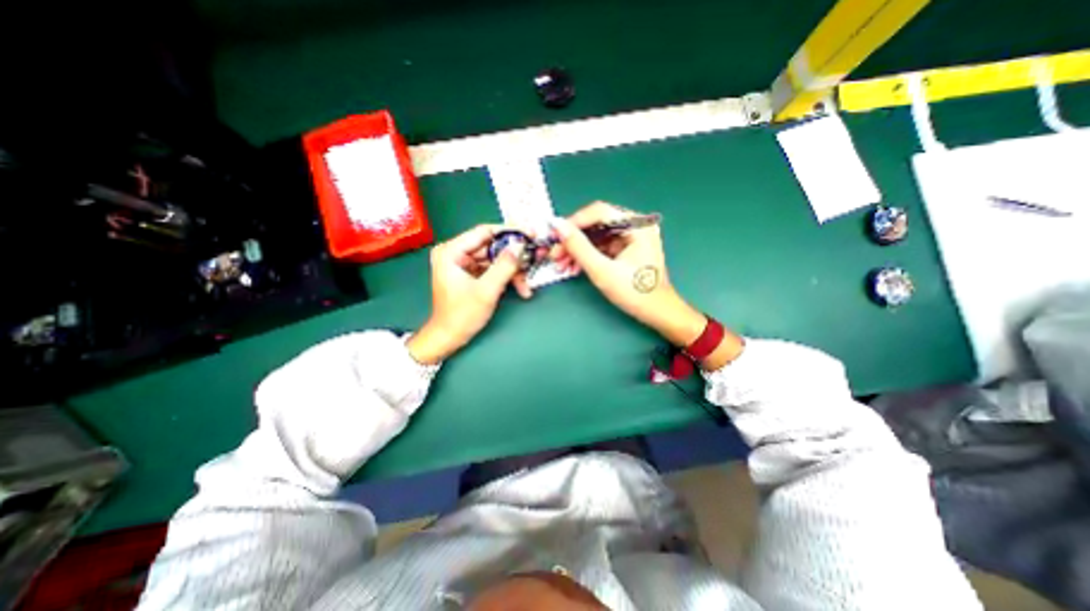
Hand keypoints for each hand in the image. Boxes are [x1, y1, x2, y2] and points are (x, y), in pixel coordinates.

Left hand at [408, 225, 526, 364]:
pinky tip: (520, 288)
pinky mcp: (471, 273)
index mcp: (451, 251)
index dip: (509, 232)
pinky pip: (493, 269)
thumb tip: (520, 245)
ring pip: (496, 259)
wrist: (449, 338)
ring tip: (527, 285)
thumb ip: (504, 266)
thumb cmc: (462, 315)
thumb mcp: (486, 290)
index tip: (530, 233)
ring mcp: (464, 263)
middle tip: (535, 258)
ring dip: (513, 271)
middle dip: (514, 258)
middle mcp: (456, 253)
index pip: (484, 232)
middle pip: (492, 247)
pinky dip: (506, 277)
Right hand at [555, 201, 707, 348]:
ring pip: (597, 237)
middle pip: (597, 224)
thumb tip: (558, 226)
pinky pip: (602, 247)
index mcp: (637, 225)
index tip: (555, 236)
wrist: (657, 313)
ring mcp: (632, 238)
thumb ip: (579, 247)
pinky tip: (573, 267)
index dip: (574, 222)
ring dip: (577, 250)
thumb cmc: (634, 293)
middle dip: (573, 240)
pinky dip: (587, 256)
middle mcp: (635, 226)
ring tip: (561, 265)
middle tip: (555, 254)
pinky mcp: (627, 250)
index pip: (599, 212)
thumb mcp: (602, 270)